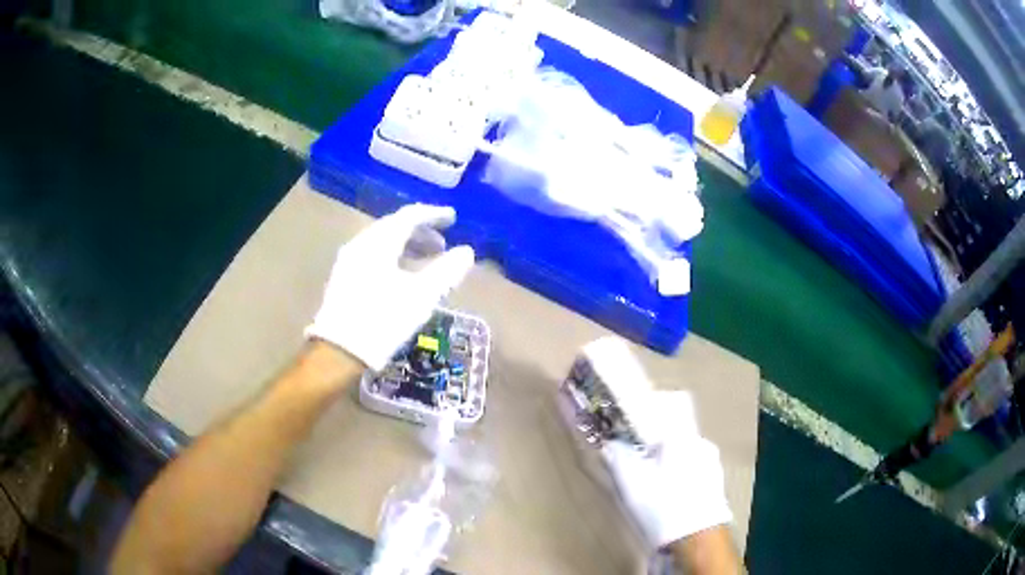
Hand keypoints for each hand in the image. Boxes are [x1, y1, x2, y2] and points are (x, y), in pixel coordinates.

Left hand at [306, 204, 474, 371]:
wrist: (339, 351)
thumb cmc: (384, 320)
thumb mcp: (422, 296)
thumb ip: (447, 270)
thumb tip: (466, 252)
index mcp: (380, 242)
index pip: (409, 216)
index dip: (433, 214)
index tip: (453, 218)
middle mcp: (361, 244)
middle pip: (394, 226)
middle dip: (421, 231)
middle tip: (442, 244)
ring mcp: (349, 260)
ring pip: (382, 242)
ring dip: (407, 246)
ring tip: (426, 261)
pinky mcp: (343, 277)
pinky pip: (372, 255)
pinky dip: (392, 257)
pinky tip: (402, 276)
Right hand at [601, 392, 731, 549]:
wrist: (695, 539)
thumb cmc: (661, 505)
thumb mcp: (630, 482)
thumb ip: (618, 457)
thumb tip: (610, 443)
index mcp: (682, 436)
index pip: (657, 419)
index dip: (638, 428)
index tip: (624, 438)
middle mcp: (701, 444)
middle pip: (671, 439)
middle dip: (652, 450)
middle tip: (635, 465)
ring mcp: (712, 464)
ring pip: (682, 457)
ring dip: (667, 465)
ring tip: (650, 484)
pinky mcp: (715, 484)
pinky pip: (692, 472)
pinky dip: (679, 478)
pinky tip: (667, 496)